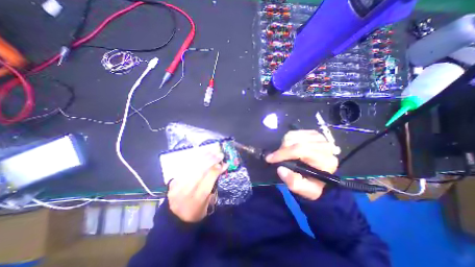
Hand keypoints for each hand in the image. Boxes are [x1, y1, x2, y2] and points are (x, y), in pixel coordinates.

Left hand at [166, 152, 227, 223]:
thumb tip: (220, 168)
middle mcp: (186, 192)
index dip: (216, 171)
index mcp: (196, 201)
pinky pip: (185, 168)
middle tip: (219, 154)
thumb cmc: (195, 213)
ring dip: (203, 158)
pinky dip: (194, 160)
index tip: (224, 163)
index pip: (208, 182)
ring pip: (192, 168)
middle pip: (199, 172)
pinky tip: (201, 155)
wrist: (174, 220)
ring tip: (211, 152)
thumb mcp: (207, 205)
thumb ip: (213, 186)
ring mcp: (177, 186)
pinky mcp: (173, 182)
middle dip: (211, 161)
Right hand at [267, 130, 337, 200]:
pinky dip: (288, 139)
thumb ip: (292, 181)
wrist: (324, 178)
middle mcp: (324, 146)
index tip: (269, 159)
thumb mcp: (304, 190)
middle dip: (282, 149)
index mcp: (325, 161)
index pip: (300, 150)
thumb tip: (280, 168)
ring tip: (284, 153)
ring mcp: (320, 138)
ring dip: (284, 144)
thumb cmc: (313, 184)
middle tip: (276, 157)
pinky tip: (289, 146)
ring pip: (294, 135)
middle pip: (296, 141)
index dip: (283, 153)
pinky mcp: (314, 133)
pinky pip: (295, 132)